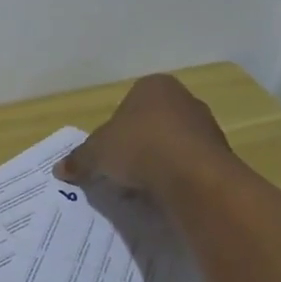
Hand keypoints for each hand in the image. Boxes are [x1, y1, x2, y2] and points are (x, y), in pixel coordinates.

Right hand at [55, 73, 231, 197]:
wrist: (192, 177)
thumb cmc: (138, 147)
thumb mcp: (96, 153)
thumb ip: (79, 159)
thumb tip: (60, 169)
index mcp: (154, 87)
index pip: (129, 103)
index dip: (115, 128)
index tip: (108, 151)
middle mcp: (184, 100)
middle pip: (152, 123)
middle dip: (137, 145)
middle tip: (121, 169)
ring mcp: (207, 127)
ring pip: (172, 145)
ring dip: (157, 163)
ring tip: (141, 187)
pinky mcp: (221, 156)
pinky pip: (189, 166)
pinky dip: (176, 178)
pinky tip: (164, 194)